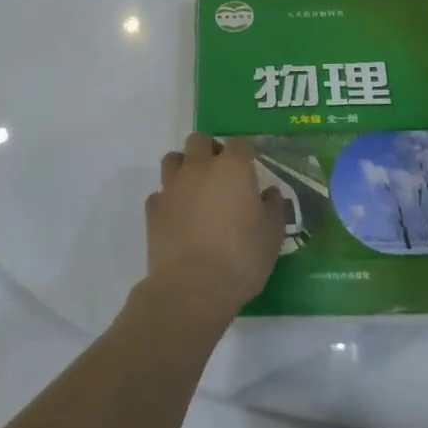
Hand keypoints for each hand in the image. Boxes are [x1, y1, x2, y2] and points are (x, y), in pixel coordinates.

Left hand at [144, 135, 286, 327]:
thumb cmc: (241, 258)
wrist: (192, 287)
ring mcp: (172, 186)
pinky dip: (169, 198)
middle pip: (199, 140)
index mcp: (232, 168)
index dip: (246, 152)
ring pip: (173, 159)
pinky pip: (160, 192)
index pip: (240, 143)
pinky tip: (178, 216)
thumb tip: (270, 194)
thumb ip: (273, 208)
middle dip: (210, 150)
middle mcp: (199, 168)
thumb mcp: (272, 235)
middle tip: (221, 173)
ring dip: (185, 166)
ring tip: (196, 189)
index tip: (251, 166)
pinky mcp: (153, 208)